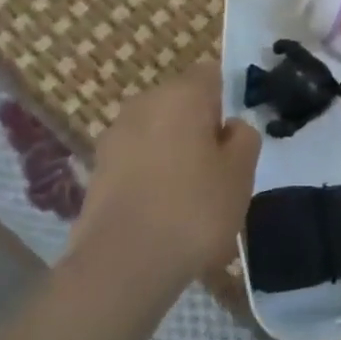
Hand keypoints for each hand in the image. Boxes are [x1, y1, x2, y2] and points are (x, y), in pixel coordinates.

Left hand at [75, 63, 260, 281]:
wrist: (122, 265)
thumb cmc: (194, 210)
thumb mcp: (241, 173)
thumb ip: (244, 138)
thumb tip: (230, 127)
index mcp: (181, 94)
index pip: (212, 74)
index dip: (229, 99)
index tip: (237, 135)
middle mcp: (143, 104)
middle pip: (181, 103)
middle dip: (200, 127)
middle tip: (220, 168)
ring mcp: (114, 137)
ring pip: (157, 132)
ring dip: (174, 152)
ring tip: (191, 196)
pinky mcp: (96, 171)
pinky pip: (137, 160)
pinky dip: (151, 175)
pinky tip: (163, 212)